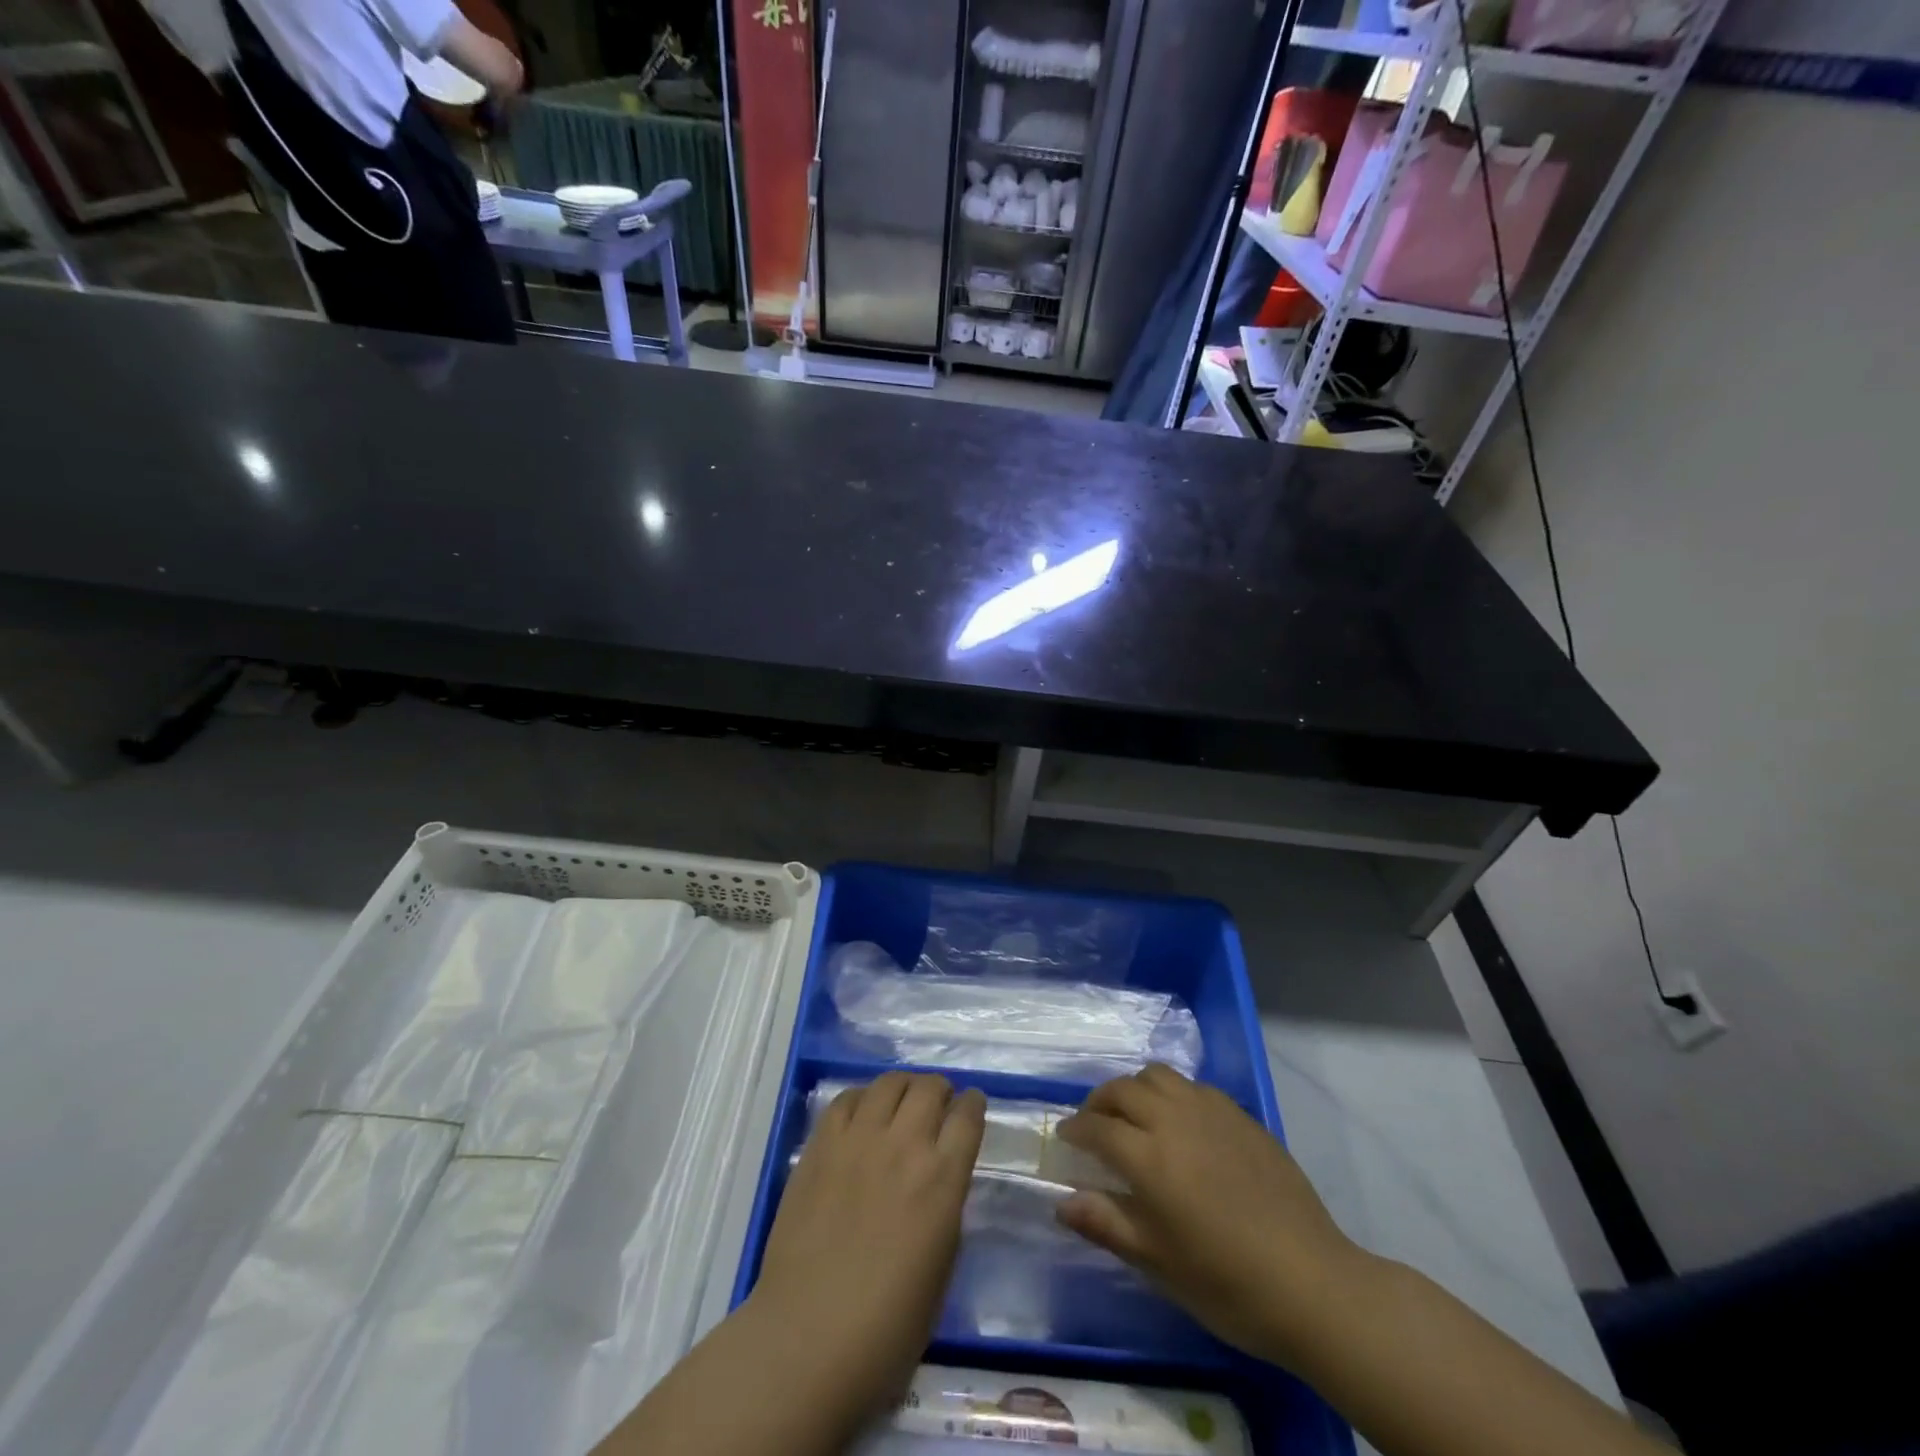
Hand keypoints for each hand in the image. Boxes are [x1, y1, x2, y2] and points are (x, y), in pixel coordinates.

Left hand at [750, 1072, 985, 1421]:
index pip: (968, 1116)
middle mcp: (905, 1144)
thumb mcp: (941, 1270)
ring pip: (889, 1083)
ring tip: (902, 1101)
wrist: (807, 1338)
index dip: (974, 1104)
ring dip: (904, 1087)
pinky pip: (846, 1099)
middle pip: (930, 1088)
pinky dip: (862, 1098)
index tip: (972, 1105)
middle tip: (938, 1103)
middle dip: (940, 1090)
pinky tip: (862, 1113)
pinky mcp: (820, 1145)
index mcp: (942, 1178)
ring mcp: (858, 1139)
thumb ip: (945, 1211)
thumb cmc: (886, 1328)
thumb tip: (939, 1183)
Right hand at [1055, 1063, 1363, 1368]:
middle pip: (1123, 1090)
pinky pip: (1193, 1086)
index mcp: (1149, 1157)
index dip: (1075, 1130)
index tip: (1065, 1138)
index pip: (1097, 1128)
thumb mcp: (1158, 1263)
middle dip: (1099, 1102)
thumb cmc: (1226, 1283)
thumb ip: (1106, 1224)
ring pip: (1158, 1075)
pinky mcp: (1241, 1115)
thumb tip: (1062, 1201)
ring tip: (1134, 1115)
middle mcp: (1174, 1120)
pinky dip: (1172, 1093)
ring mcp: (1211, 1111)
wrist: (1311, 1283)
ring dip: (1135, 1088)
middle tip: (1093, 1125)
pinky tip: (1180, 1123)